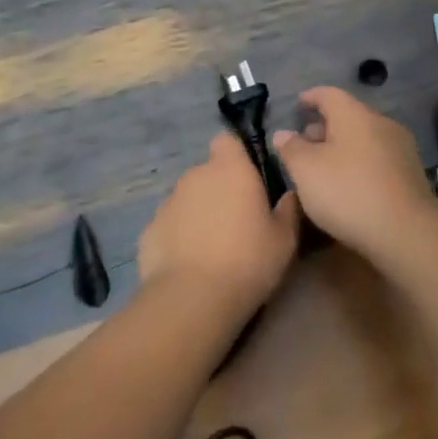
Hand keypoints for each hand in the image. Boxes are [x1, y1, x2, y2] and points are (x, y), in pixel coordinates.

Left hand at [138, 133, 300, 304]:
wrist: (193, 298)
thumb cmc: (248, 260)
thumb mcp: (284, 239)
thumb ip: (287, 209)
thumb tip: (288, 194)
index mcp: (230, 169)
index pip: (227, 140)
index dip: (236, 155)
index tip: (248, 178)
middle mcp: (195, 176)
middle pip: (208, 173)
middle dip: (219, 189)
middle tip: (236, 221)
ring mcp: (167, 202)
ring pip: (187, 199)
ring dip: (198, 213)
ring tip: (212, 247)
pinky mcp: (149, 229)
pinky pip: (170, 226)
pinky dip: (178, 237)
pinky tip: (189, 264)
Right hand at [271, 87, 437, 261]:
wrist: (406, 232)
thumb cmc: (348, 192)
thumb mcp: (306, 171)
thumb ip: (291, 148)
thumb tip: (283, 133)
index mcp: (355, 115)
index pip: (329, 94)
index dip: (310, 97)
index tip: (297, 104)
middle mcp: (381, 124)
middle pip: (348, 116)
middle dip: (324, 127)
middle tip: (304, 143)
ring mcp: (400, 149)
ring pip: (364, 139)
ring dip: (342, 147)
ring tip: (322, 167)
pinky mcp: (410, 174)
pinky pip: (377, 158)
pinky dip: (359, 163)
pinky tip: (348, 184)